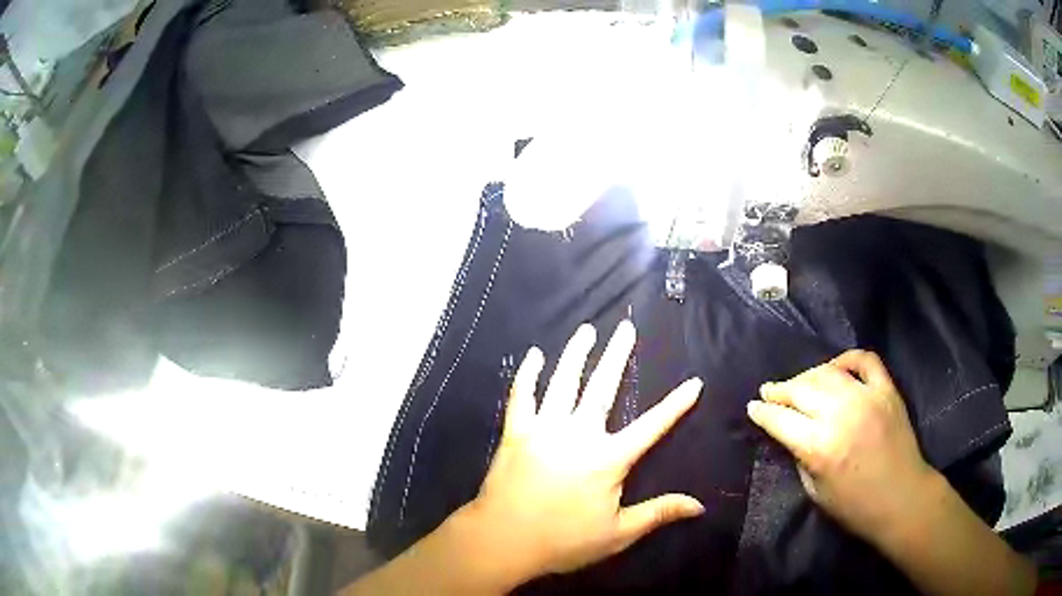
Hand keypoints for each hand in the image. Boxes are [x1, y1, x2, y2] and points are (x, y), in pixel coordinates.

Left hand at [467, 320, 704, 581]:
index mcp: (608, 459)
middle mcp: (578, 434)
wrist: (503, 540)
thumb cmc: (563, 540)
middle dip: (617, 355)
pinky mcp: (516, 432)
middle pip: (603, 387)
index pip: (651, 427)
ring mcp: (544, 429)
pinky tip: (533, 355)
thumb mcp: (618, 534)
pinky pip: (522, 396)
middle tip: (626, 327)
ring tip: (586, 330)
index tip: (694, 382)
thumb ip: (658, 514)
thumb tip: (699, 505)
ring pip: (563, 382)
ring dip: (575, 354)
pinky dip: (527, 374)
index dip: (675, 405)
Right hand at [746, 350, 936, 545]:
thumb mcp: (815, 491)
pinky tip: (837, 368)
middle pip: (800, 390)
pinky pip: (864, 360)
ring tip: (798, 383)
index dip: (762, 412)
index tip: (752, 407)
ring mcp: (866, 397)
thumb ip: (801, 457)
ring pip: (827, 372)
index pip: (780, 419)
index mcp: (818, 447)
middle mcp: (839, 415)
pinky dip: (846, 359)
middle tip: (768, 391)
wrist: (901, 498)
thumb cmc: (854, 506)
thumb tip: (792, 434)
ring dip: (806, 376)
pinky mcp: (886, 389)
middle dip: (779, 390)